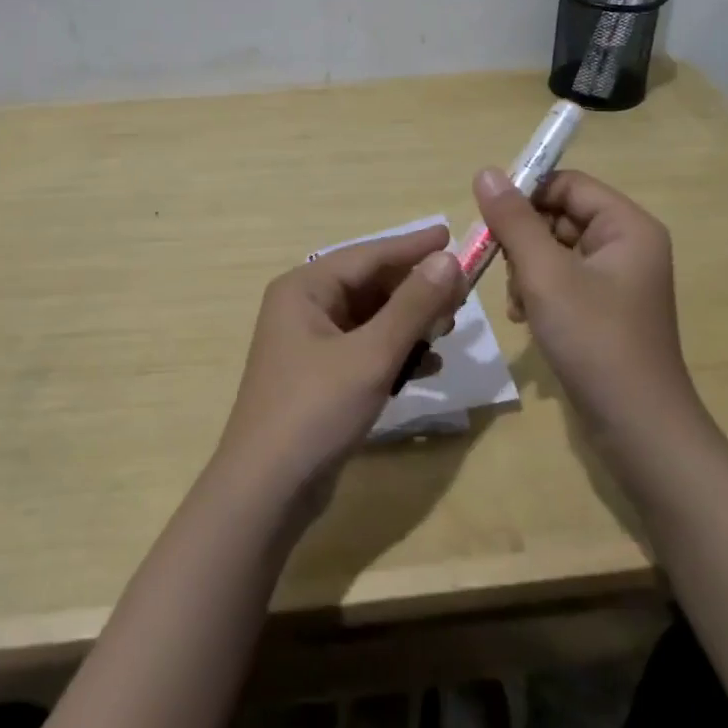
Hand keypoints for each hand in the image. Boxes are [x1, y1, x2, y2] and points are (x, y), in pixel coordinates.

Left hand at [217, 223, 463, 498]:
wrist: (266, 493)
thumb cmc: (315, 410)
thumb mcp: (371, 355)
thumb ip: (412, 305)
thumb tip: (448, 259)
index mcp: (304, 289)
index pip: (368, 255)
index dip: (412, 247)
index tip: (450, 235)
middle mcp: (304, 308)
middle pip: (370, 285)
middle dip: (415, 289)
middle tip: (461, 291)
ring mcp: (310, 344)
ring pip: (371, 319)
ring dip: (409, 322)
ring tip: (449, 328)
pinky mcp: (320, 377)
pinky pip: (365, 349)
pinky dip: (395, 353)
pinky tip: (429, 366)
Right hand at [473, 167, 700, 448]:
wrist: (639, 431)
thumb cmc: (595, 341)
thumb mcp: (546, 275)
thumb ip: (514, 220)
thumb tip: (486, 171)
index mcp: (627, 226)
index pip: (567, 184)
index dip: (526, 193)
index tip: (488, 218)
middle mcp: (627, 245)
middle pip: (559, 215)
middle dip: (523, 240)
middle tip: (498, 266)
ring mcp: (616, 280)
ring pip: (554, 249)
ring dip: (525, 269)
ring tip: (517, 302)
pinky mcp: (604, 309)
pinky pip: (562, 280)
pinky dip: (538, 292)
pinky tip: (524, 317)